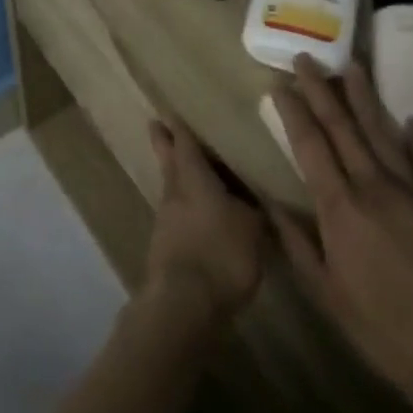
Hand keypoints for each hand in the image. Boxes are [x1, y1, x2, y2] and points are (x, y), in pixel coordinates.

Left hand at [141, 117, 265, 327]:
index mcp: (193, 178)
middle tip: (156, 125)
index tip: (171, 111)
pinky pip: (176, 216)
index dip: (180, 127)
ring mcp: (166, 220)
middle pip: (168, 161)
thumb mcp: (251, 228)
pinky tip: (197, 217)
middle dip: (164, 143)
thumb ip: (254, 209)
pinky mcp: (165, 247)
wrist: (185, 301)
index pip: (185, 144)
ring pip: (170, 188)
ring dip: (175, 178)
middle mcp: (175, 192)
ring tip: (188, 172)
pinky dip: (184, 209)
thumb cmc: (221, 253)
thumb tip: (257, 199)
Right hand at [267, 55, 412, 412]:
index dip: (293, 113)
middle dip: (321, 90)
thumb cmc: (392, 336)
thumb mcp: (330, 298)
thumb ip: (298, 245)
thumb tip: (268, 203)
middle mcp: (376, 188)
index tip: (278, 84)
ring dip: (365, 98)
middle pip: (343, 128)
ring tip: (352, 65)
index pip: (310, 146)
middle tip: (307, 58)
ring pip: (384, 133)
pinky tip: (412, 121)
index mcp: (341, 209)